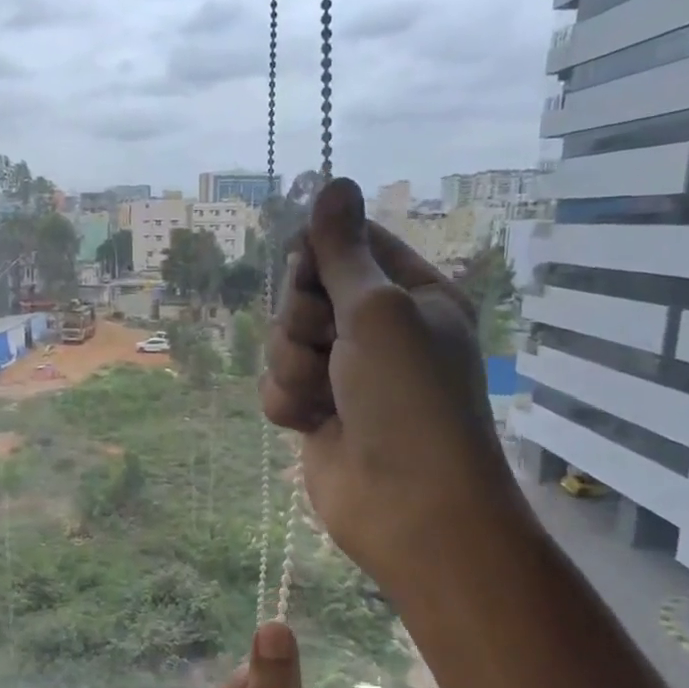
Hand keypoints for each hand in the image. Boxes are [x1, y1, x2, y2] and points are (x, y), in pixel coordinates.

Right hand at [259, 178, 526, 605]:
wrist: (410, 507)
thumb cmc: (408, 399)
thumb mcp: (378, 311)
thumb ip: (343, 251)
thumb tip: (333, 180)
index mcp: (411, 293)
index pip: (351, 244)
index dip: (319, 253)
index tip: (308, 271)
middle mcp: (377, 328)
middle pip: (305, 291)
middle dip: (302, 319)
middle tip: (327, 342)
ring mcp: (344, 373)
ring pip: (282, 340)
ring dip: (294, 365)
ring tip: (324, 395)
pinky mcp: (316, 411)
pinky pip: (277, 384)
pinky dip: (288, 401)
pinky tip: (312, 424)